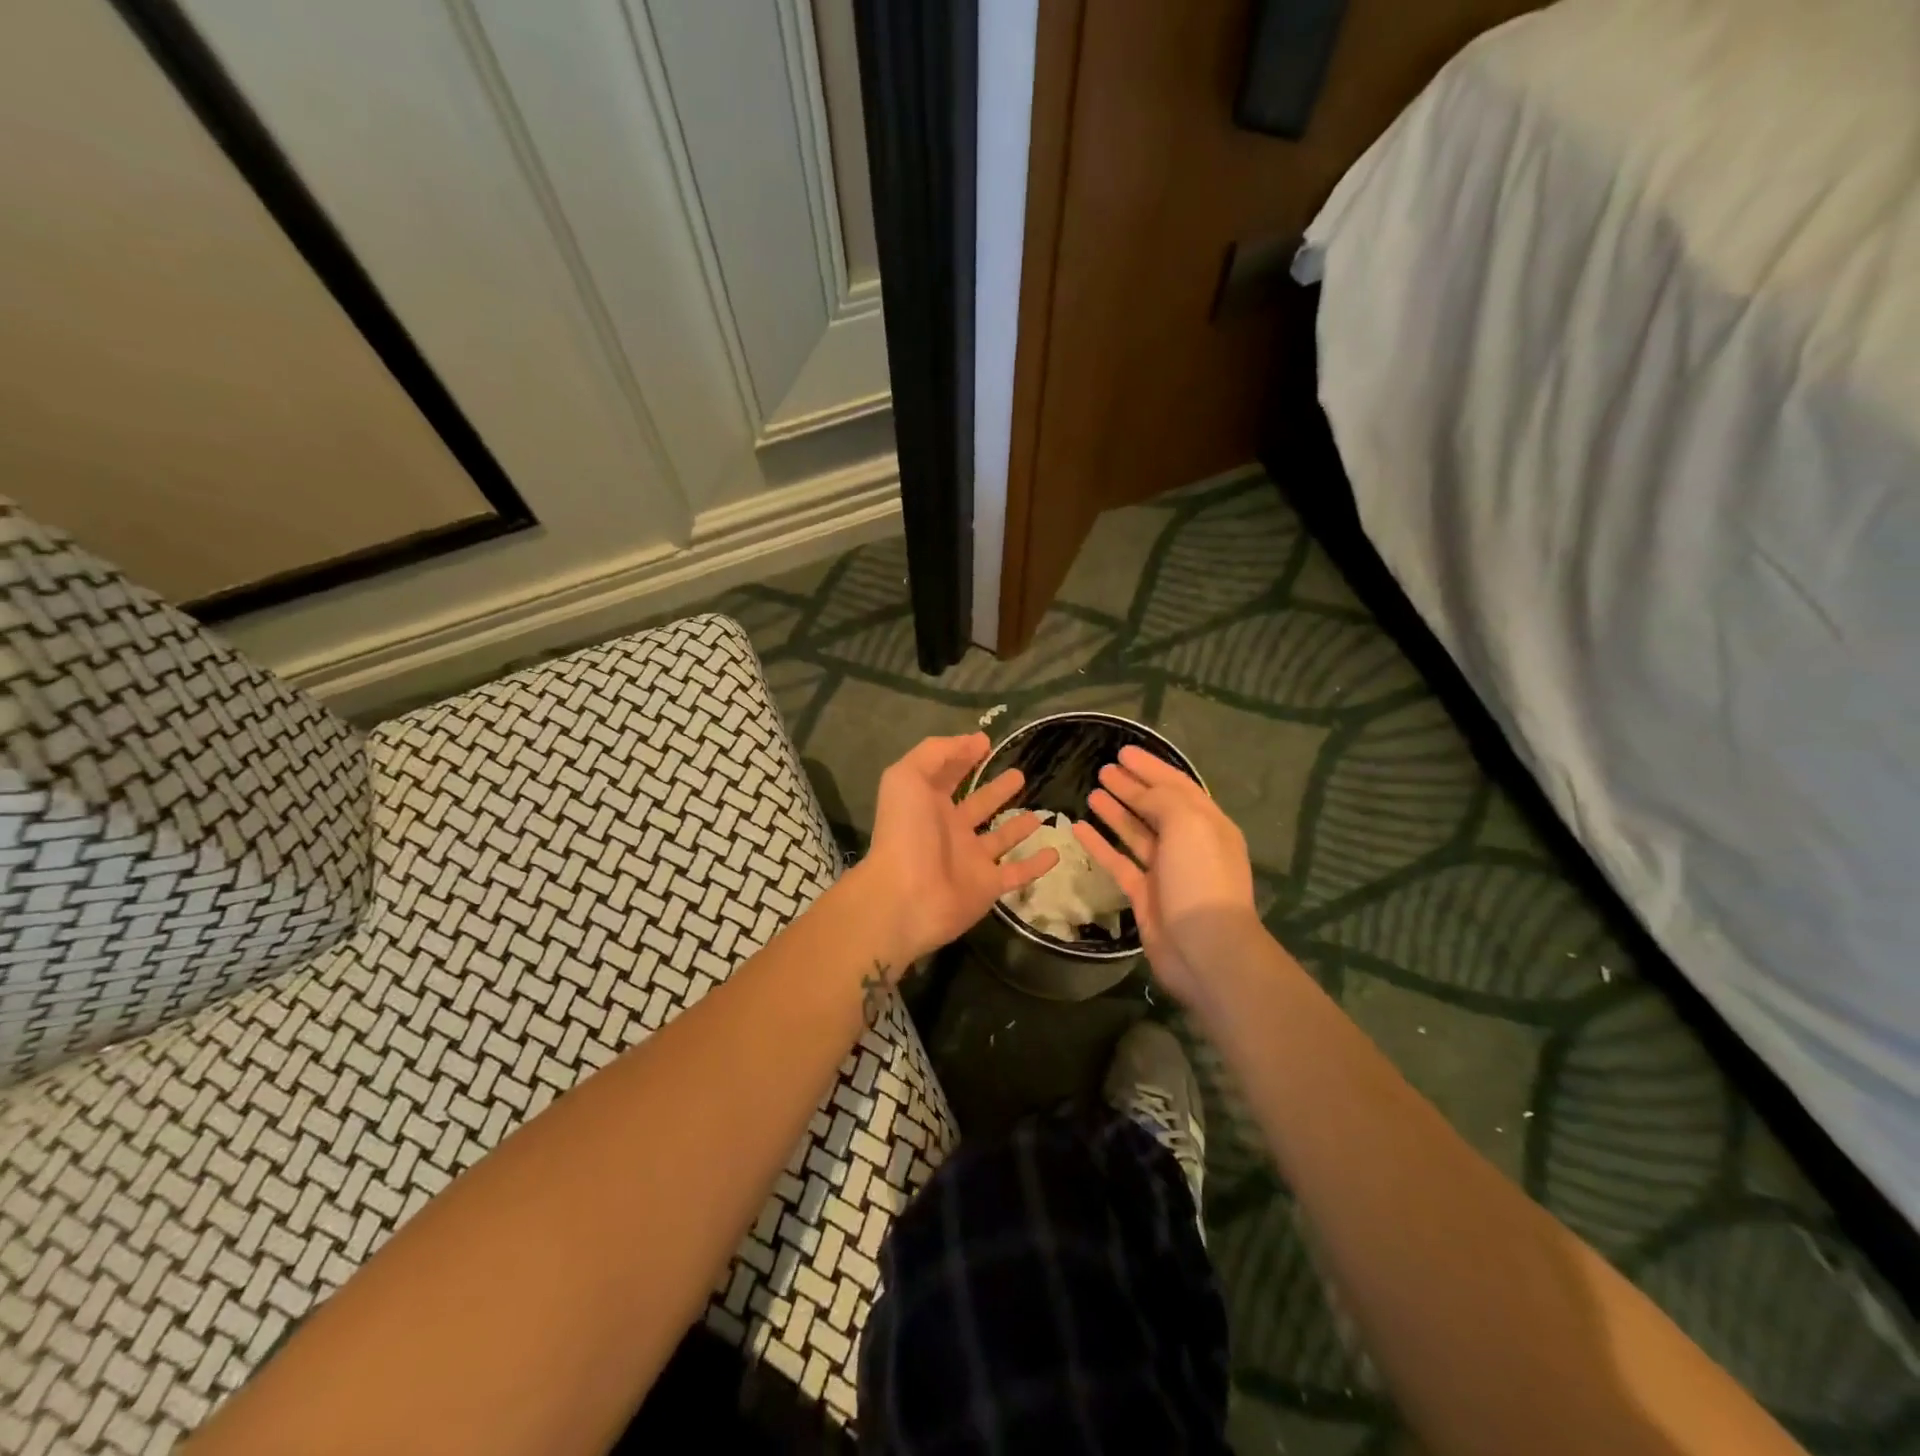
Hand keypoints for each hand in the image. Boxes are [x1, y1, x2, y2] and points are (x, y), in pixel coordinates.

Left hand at [855, 733, 1057, 970]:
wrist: (906, 897)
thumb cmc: (906, 832)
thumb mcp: (908, 777)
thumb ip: (936, 752)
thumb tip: (975, 740)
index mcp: (928, 803)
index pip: (948, 774)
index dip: (964, 756)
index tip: (987, 742)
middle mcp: (950, 829)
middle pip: (979, 804)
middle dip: (997, 789)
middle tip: (1020, 775)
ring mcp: (970, 859)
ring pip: (1000, 838)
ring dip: (1018, 827)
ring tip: (1039, 814)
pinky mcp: (988, 886)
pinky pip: (1017, 873)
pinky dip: (1036, 865)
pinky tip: (1055, 853)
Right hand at [1072, 745, 1260, 1004]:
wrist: (1204, 948)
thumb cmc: (1200, 878)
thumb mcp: (1189, 824)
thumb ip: (1164, 800)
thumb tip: (1143, 793)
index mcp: (1208, 824)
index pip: (1177, 785)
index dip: (1151, 767)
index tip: (1123, 751)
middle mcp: (1188, 843)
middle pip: (1156, 807)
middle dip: (1132, 786)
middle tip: (1104, 768)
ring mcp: (1165, 870)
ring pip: (1137, 832)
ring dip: (1116, 811)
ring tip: (1092, 790)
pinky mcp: (1144, 894)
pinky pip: (1119, 861)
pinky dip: (1100, 844)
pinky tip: (1079, 828)